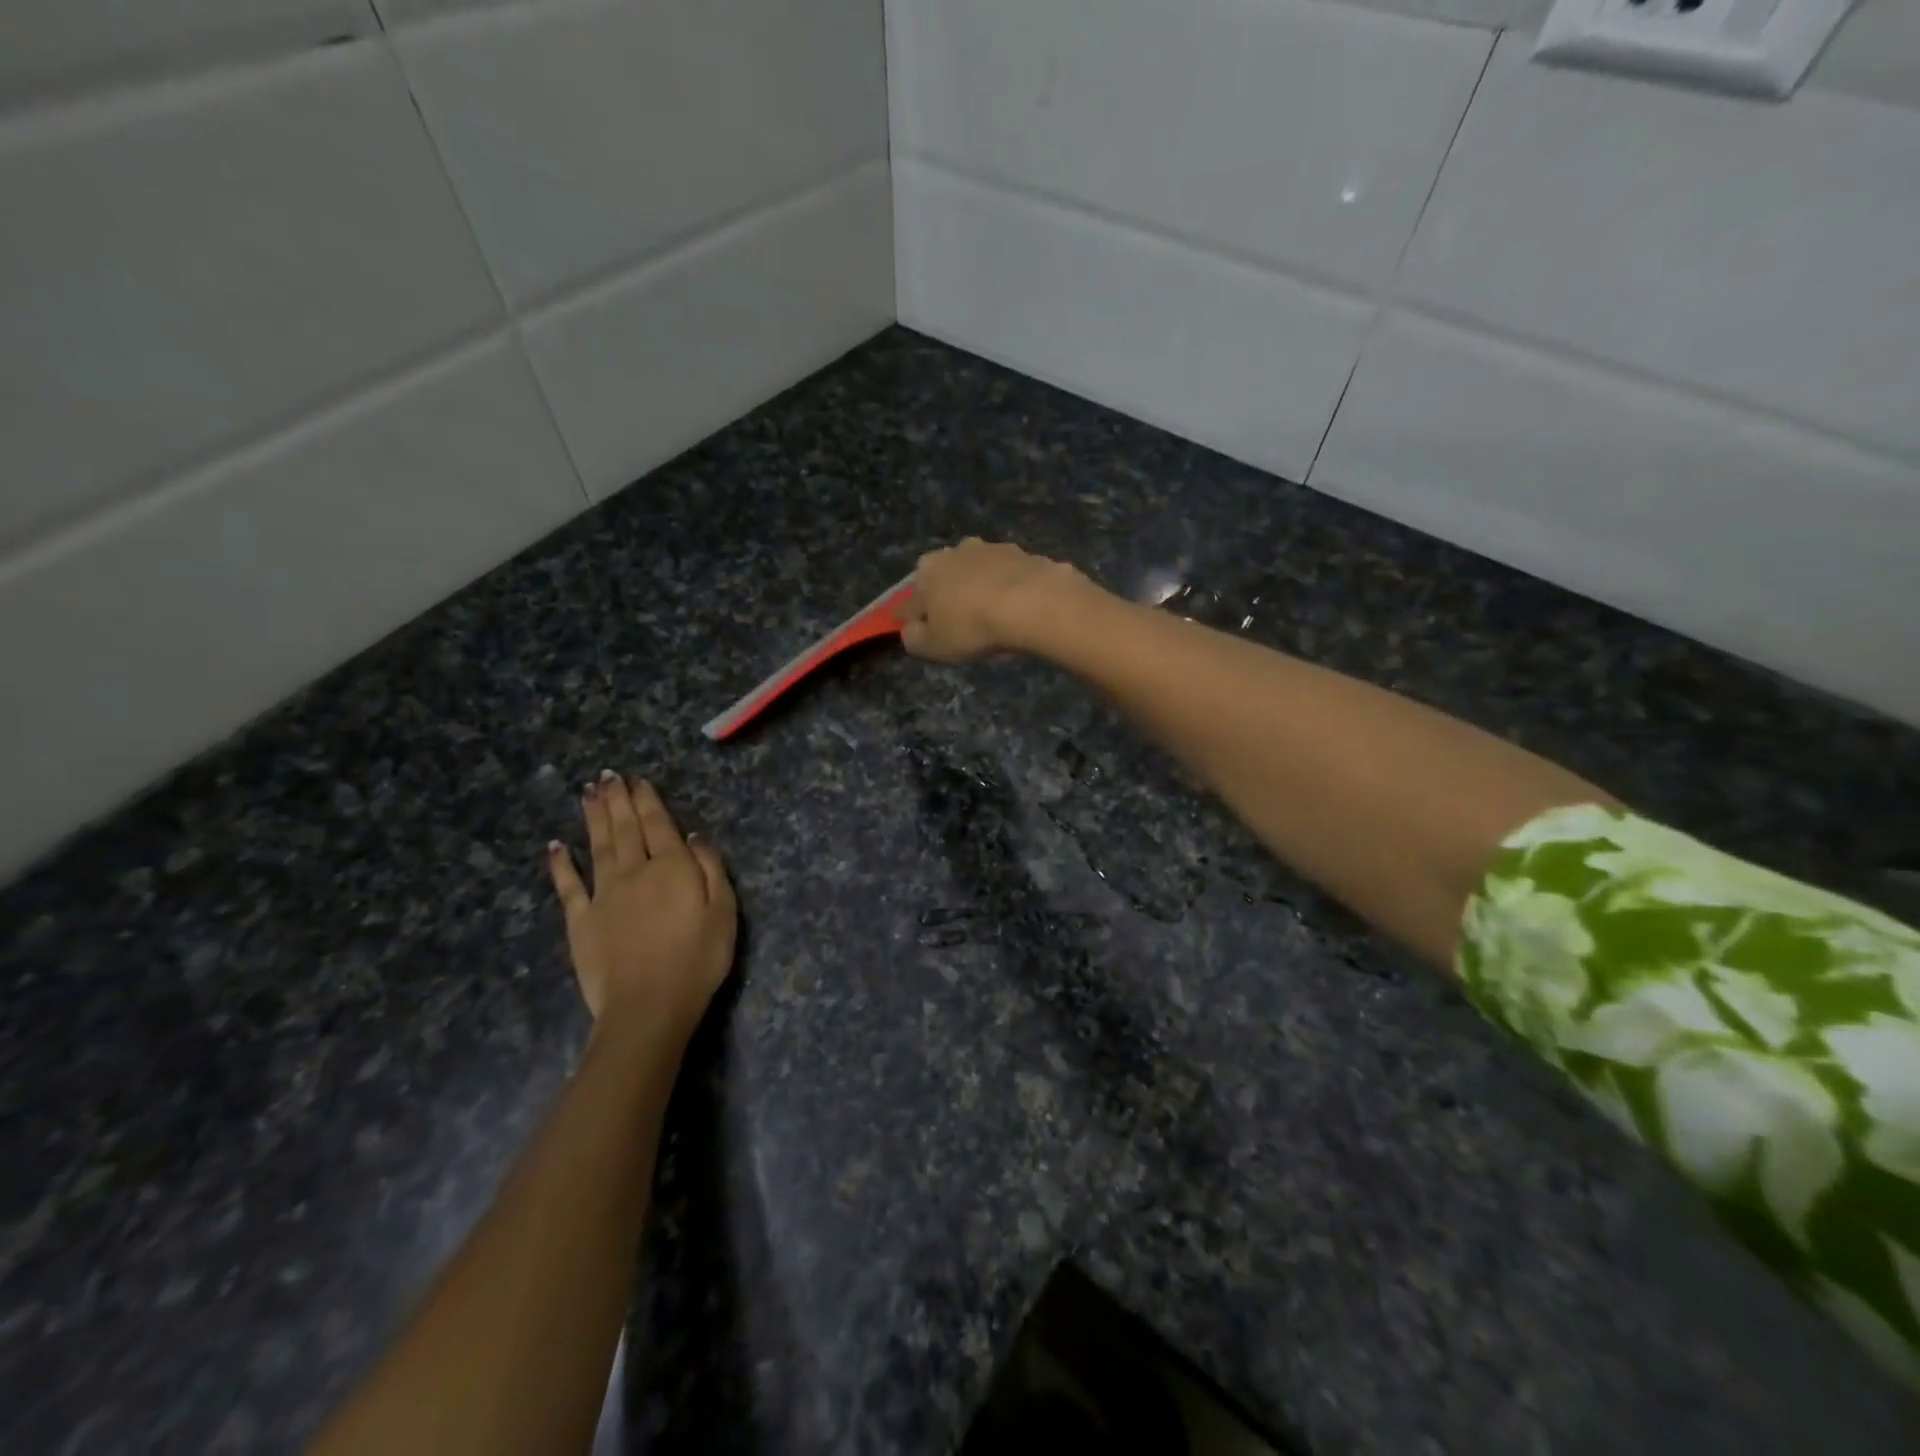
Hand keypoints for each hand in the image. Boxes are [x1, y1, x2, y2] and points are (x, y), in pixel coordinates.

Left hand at [546, 772, 736, 1046]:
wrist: (649, 1006)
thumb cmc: (698, 960)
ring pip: (598, 846)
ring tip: (588, 793)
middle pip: (625, 828)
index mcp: (672, 868)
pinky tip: (555, 845)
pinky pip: (568, 886)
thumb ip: (710, 869)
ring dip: (593, 818)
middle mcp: (635, 872)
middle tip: (608, 776)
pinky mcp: (581, 921)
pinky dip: (561, 864)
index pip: (659, 825)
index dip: (647, 800)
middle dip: (617, 800)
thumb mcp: (724, 912)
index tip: (637, 779)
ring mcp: (603, 895)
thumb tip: (694, 836)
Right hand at [901, 538, 1083, 662]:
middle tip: (963, 625)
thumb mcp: (933, 646)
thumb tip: (911, 630)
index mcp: (928, 569)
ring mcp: (995, 549)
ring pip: (982, 574)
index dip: (917, 618)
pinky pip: (1012, 578)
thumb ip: (914, 638)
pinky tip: (1020, 611)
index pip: (913, 599)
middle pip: (949, 578)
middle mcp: (957, 550)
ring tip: (995, 618)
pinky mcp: (1027, 555)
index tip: (925, 633)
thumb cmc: (972, 626)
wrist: (1033, 604)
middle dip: (952, 597)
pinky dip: (1012, 591)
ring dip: (983, 590)